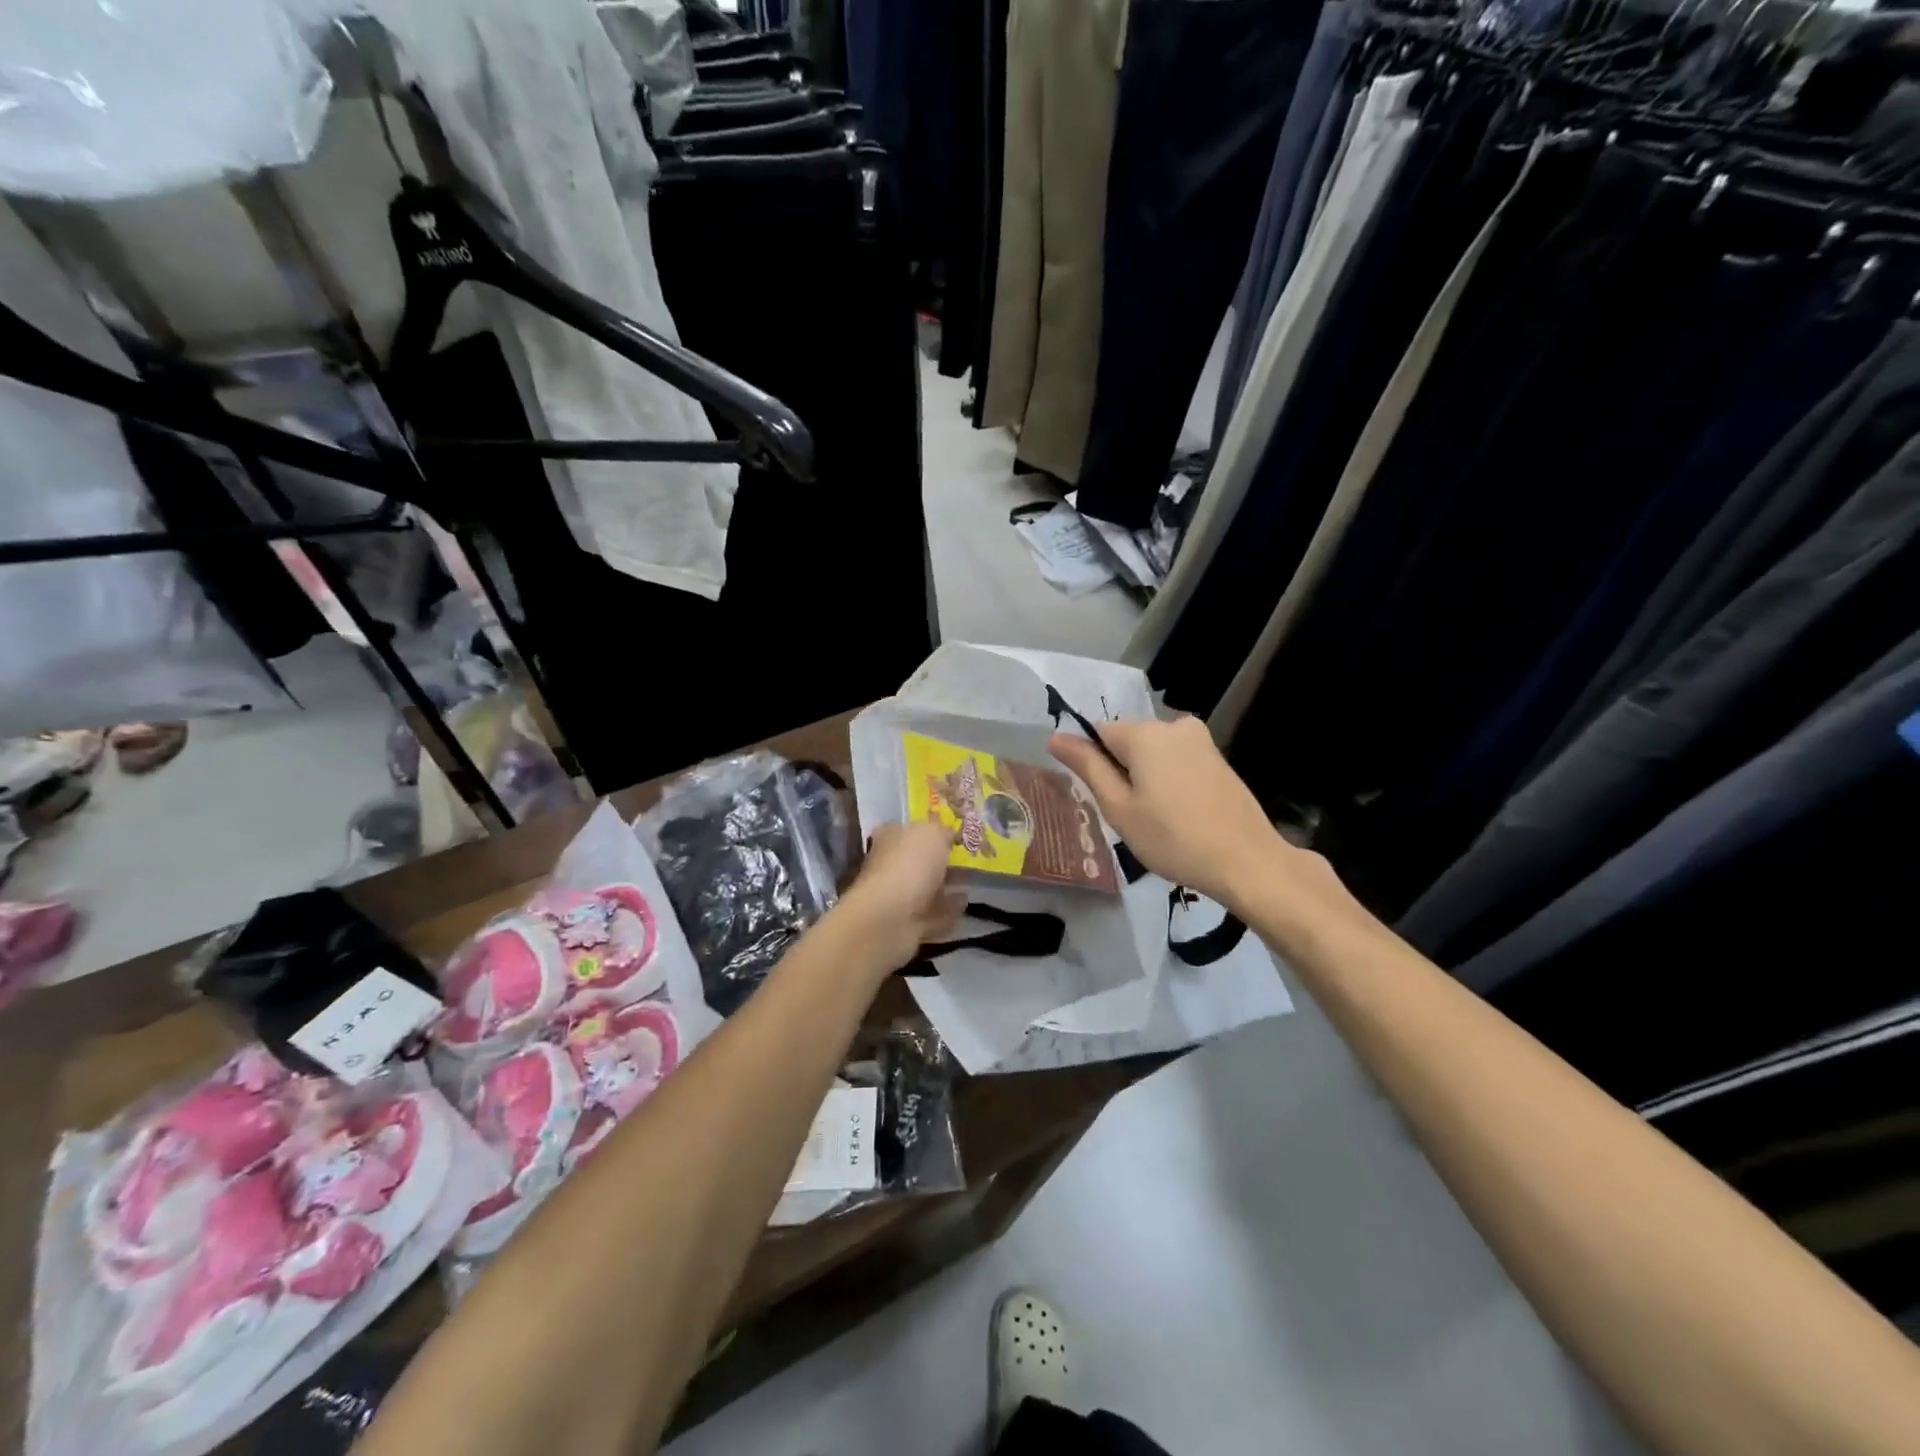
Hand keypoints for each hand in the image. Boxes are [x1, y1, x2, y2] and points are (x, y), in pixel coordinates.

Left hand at [833, 821, 967, 971]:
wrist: (890, 918)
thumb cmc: (910, 865)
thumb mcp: (933, 833)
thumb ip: (943, 830)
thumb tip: (948, 834)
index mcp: (890, 837)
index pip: (911, 829)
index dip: (933, 830)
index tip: (956, 836)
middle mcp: (889, 864)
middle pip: (919, 860)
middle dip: (941, 861)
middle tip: (969, 860)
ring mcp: (896, 896)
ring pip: (926, 889)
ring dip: (945, 887)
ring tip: (970, 883)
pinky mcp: (906, 924)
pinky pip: (932, 914)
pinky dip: (947, 910)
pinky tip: (965, 905)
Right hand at [1049, 716, 1286, 909]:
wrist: (1246, 861)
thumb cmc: (1172, 838)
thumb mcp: (1119, 807)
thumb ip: (1087, 766)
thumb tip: (1055, 737)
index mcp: (1144, 733)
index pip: (1098, 732)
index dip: (1093, 764)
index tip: (1103, 799)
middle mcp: (1173, 725)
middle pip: (1127, 740)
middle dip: (1121, 770)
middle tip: (1129, 816)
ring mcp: (1201, 740)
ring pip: (1153, 752)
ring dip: (1146, 777)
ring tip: (1155, 820)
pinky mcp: (1218, 758)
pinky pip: (1177, 761)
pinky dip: (1169, 781)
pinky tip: (1178, 814)